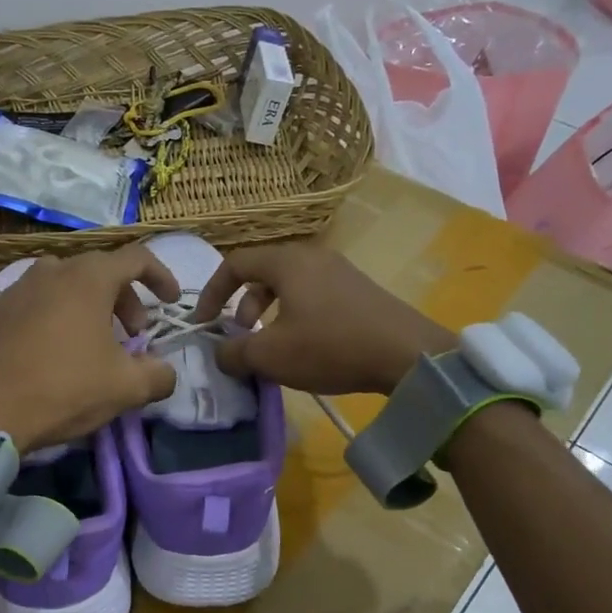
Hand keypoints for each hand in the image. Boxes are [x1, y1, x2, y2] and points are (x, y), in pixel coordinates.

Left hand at [0, 246, 178, 452]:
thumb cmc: (65, 390)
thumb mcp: (126, 388)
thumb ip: (159, 375)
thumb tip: (165, 372)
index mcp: (88, 279)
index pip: (137, 259)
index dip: (161, 277)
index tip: (170, 302)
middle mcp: (50, 271)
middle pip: (99, 271)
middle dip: (125, 299)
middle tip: (133, 335)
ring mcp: (15, 288)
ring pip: (63, 285)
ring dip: (87, 306)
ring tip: (91, 340)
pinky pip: (32, 303)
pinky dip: (51, 316)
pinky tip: (49, 347)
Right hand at [192, 243, 452, 395]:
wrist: (407, 354)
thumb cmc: (330, 347)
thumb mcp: (271, 356)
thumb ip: (234, 354)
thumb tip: (220, 354)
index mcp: (288, 262)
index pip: (235, 263)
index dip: (211, 292)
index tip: (203, 323)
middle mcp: (313, 257)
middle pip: (263, 272)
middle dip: (242, 304)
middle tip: (240, 335)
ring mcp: (340, 271)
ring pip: (289, 285)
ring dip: (269, 312)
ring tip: (270, 344)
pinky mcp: (359, 291)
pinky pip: (313, 295)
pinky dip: (295, 315)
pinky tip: (305, 346)